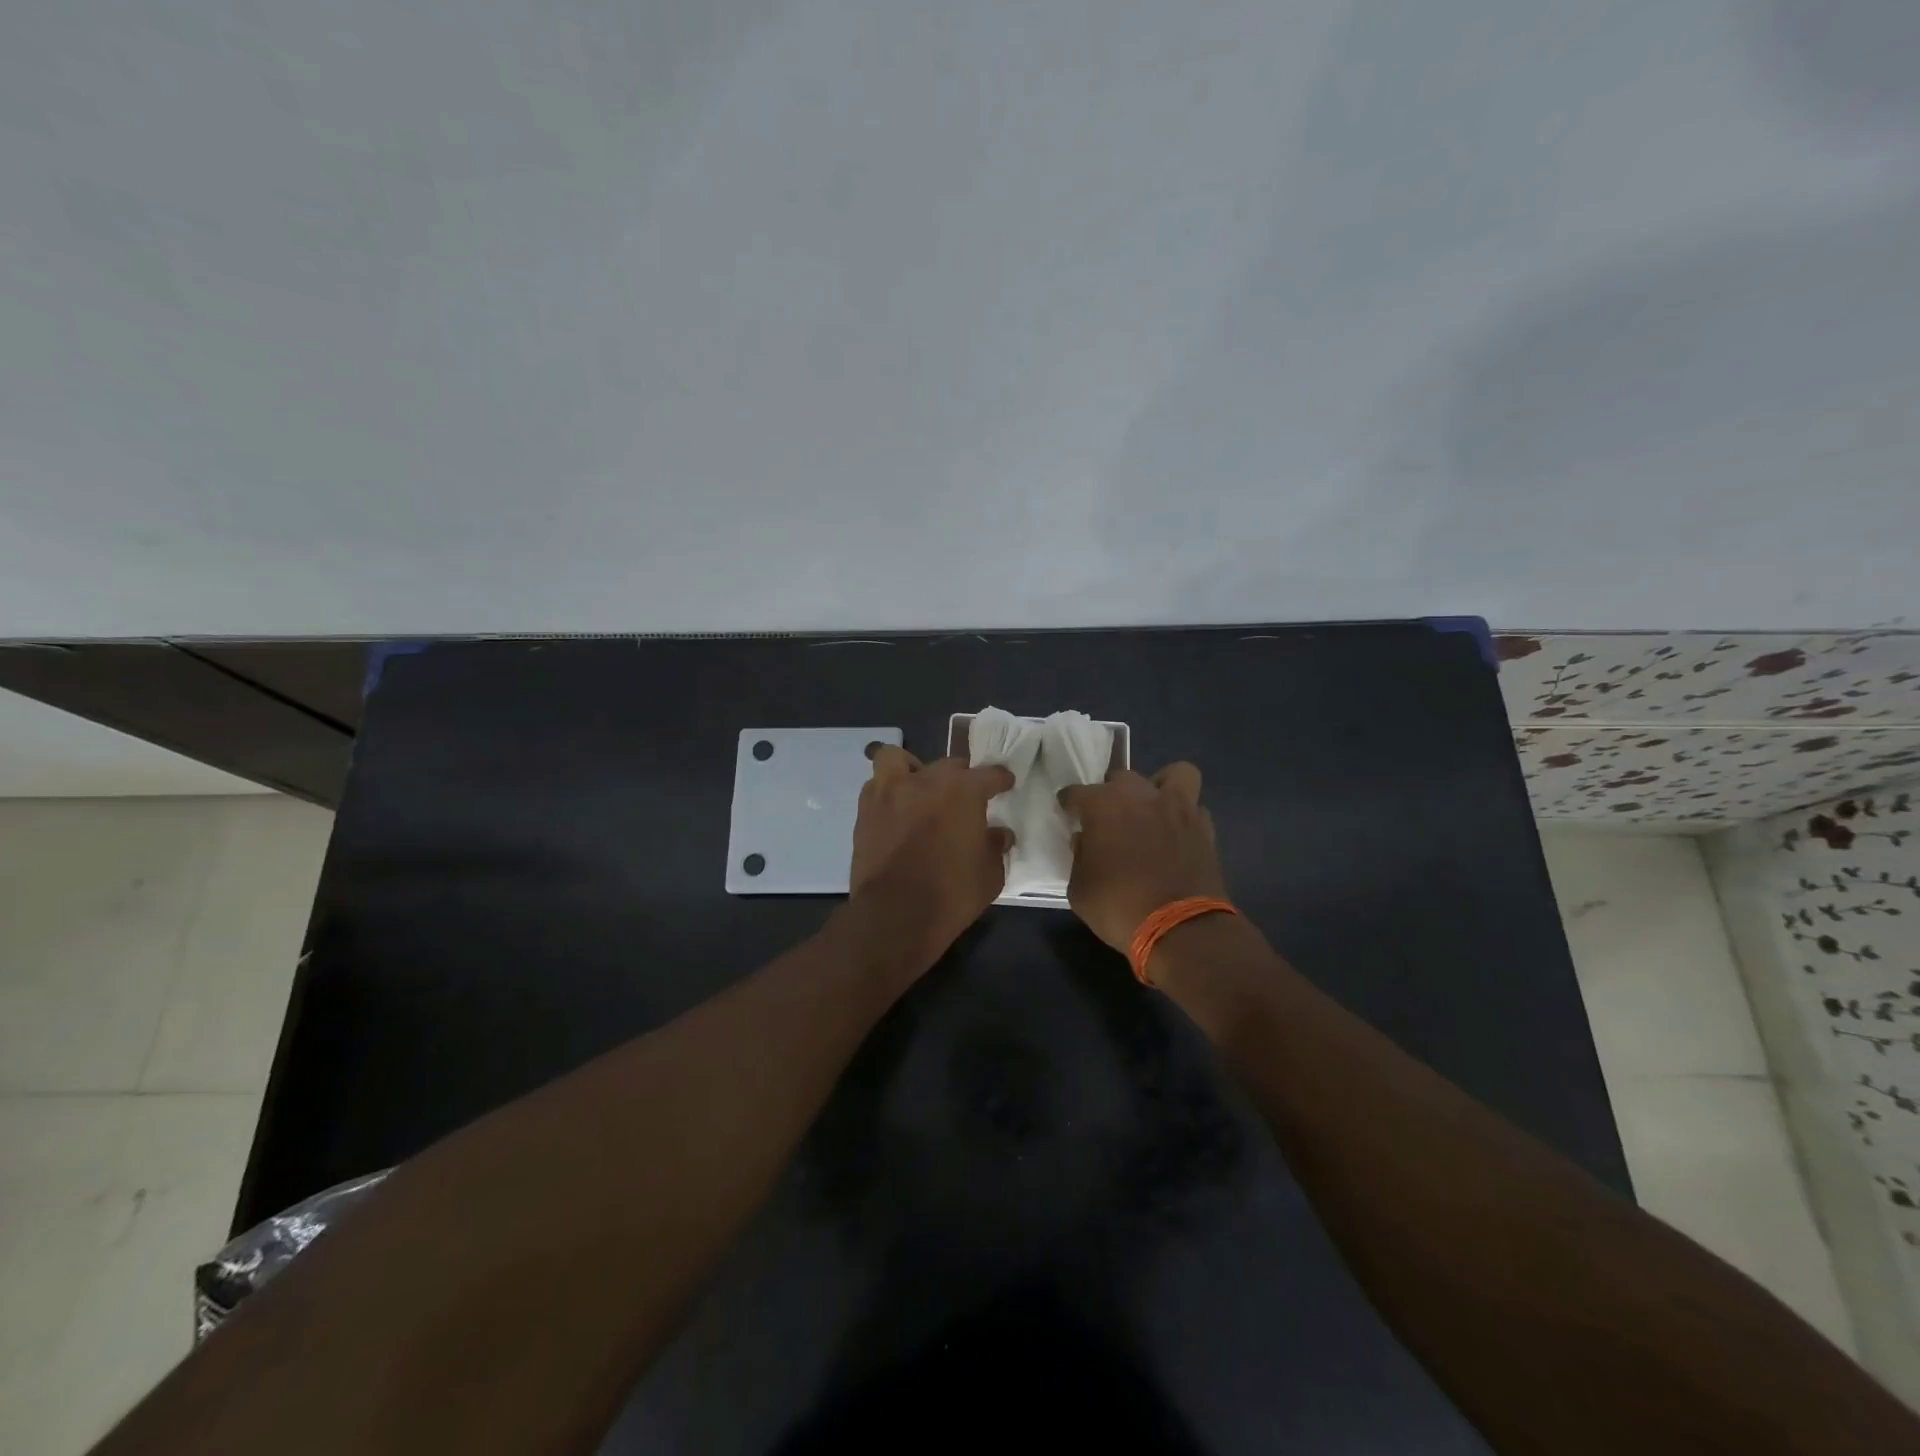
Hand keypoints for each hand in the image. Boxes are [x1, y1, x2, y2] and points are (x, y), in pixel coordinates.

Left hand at [849, 746, 1015, 962]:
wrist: (895, 915)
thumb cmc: (951, 894)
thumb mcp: (989, 875)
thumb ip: (995, 847)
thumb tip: (999, 834)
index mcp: (963, 791)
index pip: (989, 774)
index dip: (1000, 779)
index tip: (1005, 783)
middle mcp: (926, 781)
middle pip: (948, 766)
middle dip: (960, 778)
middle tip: (963, 799)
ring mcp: (890, 792)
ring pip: (898, 759)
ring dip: (912, 770)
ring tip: (919, 789)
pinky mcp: (865, 811)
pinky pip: (877, 786)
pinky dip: (888, 792)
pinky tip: (896, 811)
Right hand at [1057, 763, 1226, 951]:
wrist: (1180, 928)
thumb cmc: (1119, 907)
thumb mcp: (1079, 889)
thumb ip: (1079, 857)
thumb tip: (1086, 841)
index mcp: (1103, 805)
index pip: (1076, 793)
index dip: (1069, 803)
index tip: (1067, 813)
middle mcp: (1140, 795)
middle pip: (1121, 778)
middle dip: (1110, 793)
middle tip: (1108, 818)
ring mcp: (1177, 808)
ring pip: (1173, 775)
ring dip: (1160, 786)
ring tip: (1152, 808)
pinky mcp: (1204, 827)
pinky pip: (1194, 808)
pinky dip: (1185, 816)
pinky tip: (1176, 833)